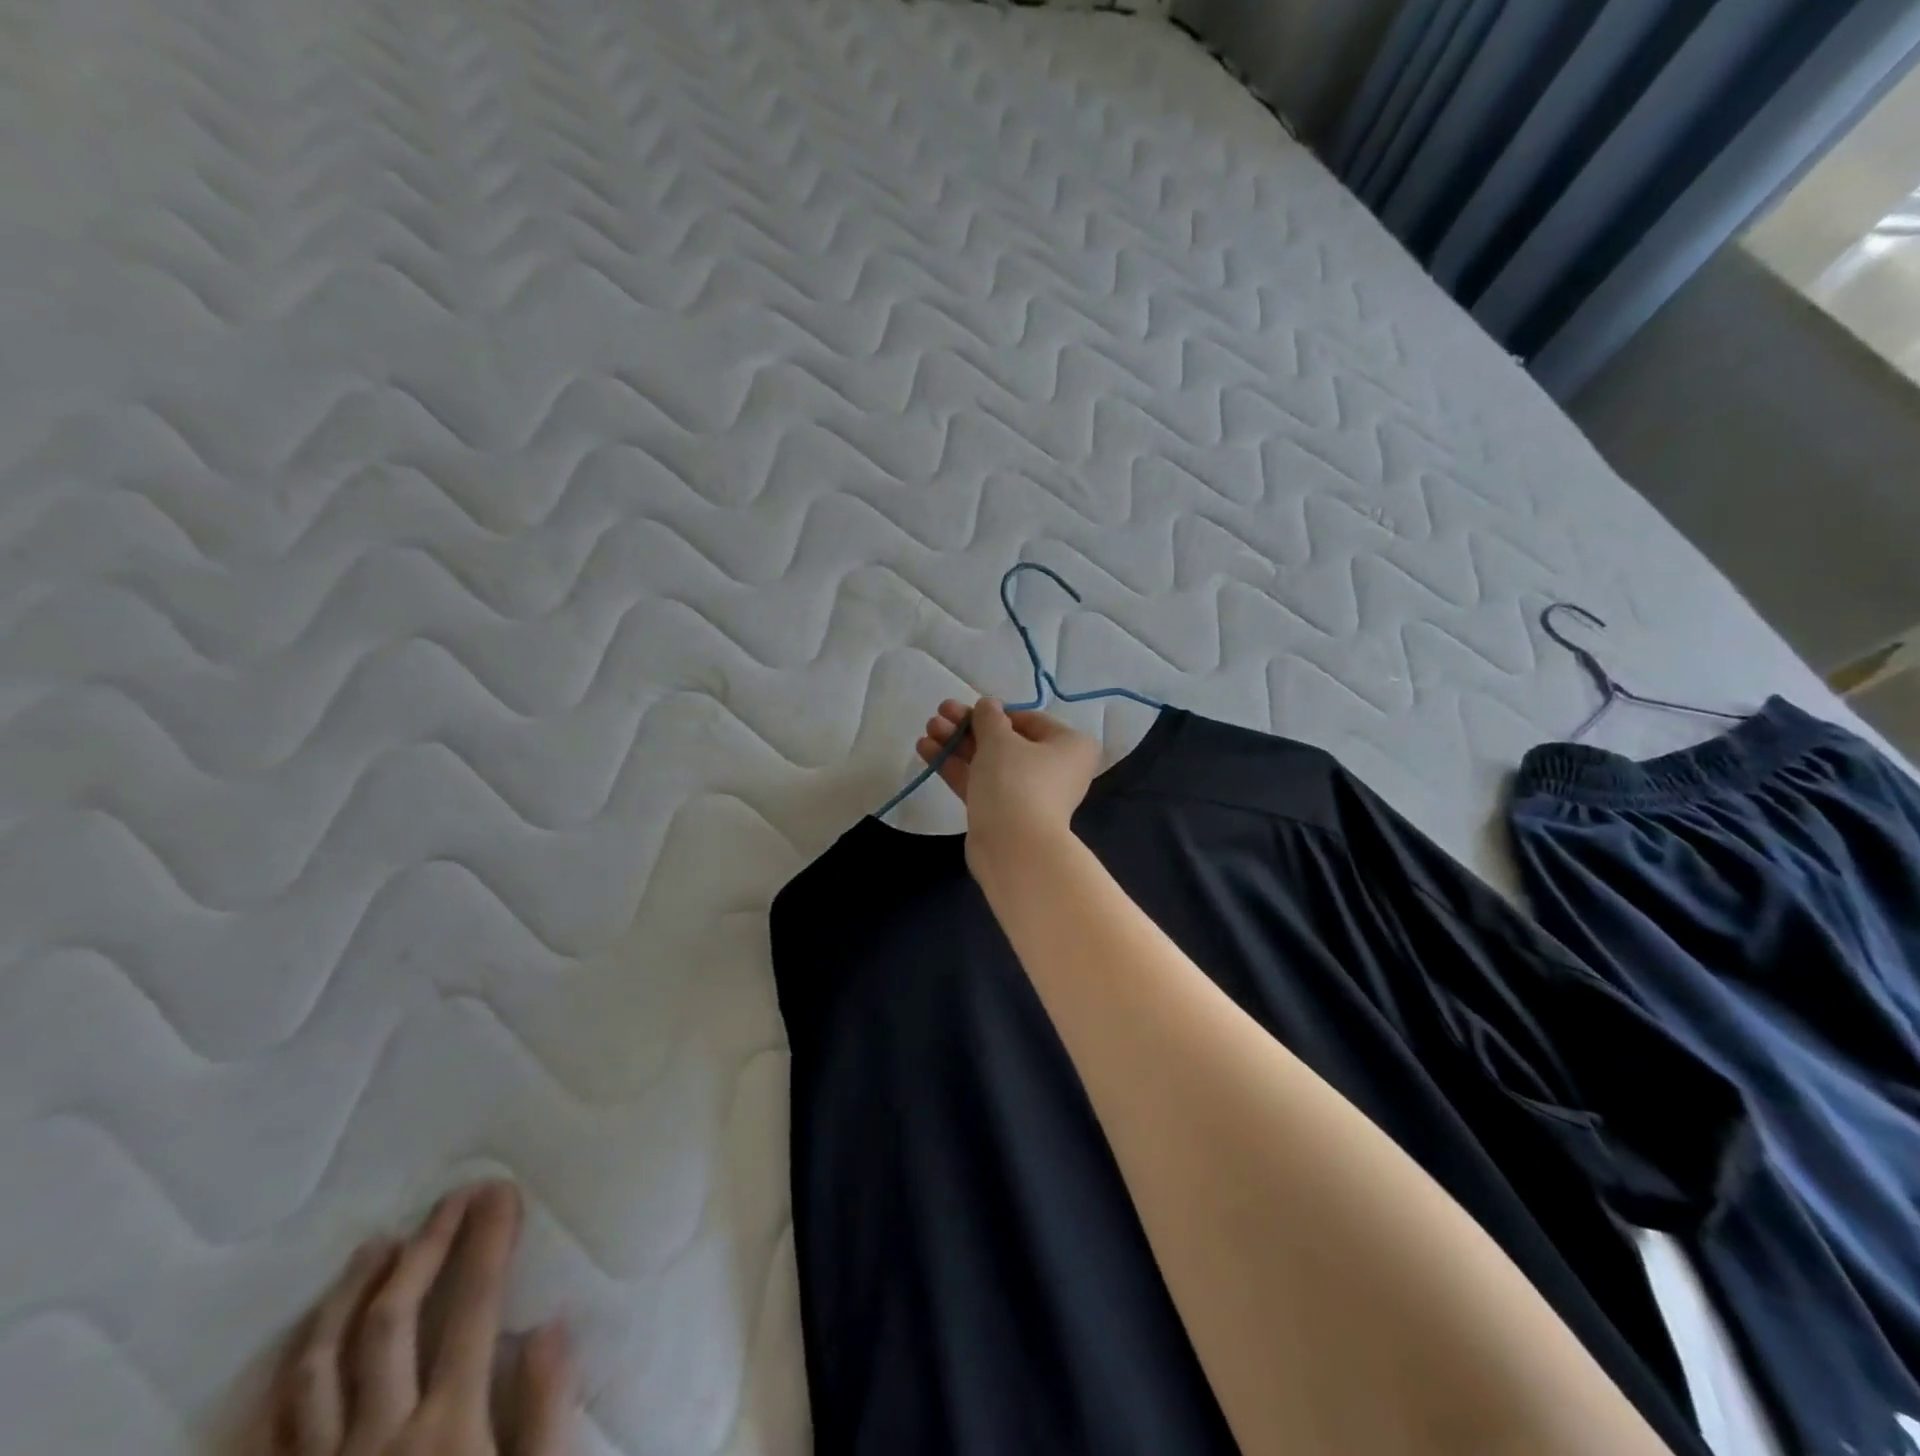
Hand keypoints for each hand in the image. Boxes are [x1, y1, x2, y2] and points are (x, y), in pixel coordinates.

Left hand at [267, 1182, 573, 1455]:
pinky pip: (274, 1428)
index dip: (489, 1241)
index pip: (475, 1307)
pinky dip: (291, 1372)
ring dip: (349, 1295)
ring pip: (317, 1366)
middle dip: (427, 1246)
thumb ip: (546, 1415)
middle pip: (391, 1320)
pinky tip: (306, 1342)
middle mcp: (376, 1439)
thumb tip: (551, 1326)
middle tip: (452, 1198)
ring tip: (375, 1246)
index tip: (502, 1191)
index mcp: (446, 1430)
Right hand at [916, 697, 1101, 862]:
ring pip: (989, 762)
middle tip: (938, 714)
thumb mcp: (999, 739)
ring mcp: (1029, 794)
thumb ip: (989, 716)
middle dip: (968, 727)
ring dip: (958, 744)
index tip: (966, 708)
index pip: (1028, 720)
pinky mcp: (1004, 814)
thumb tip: (988, 705)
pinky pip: (981, 783)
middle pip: (1006, 741)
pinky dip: (957, 767)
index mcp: (1070, 745)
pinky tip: (926, 751)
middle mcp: (1056, 769)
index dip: (994, 712)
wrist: (1014, 848)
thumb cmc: (1016, 781)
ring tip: (927, 730)